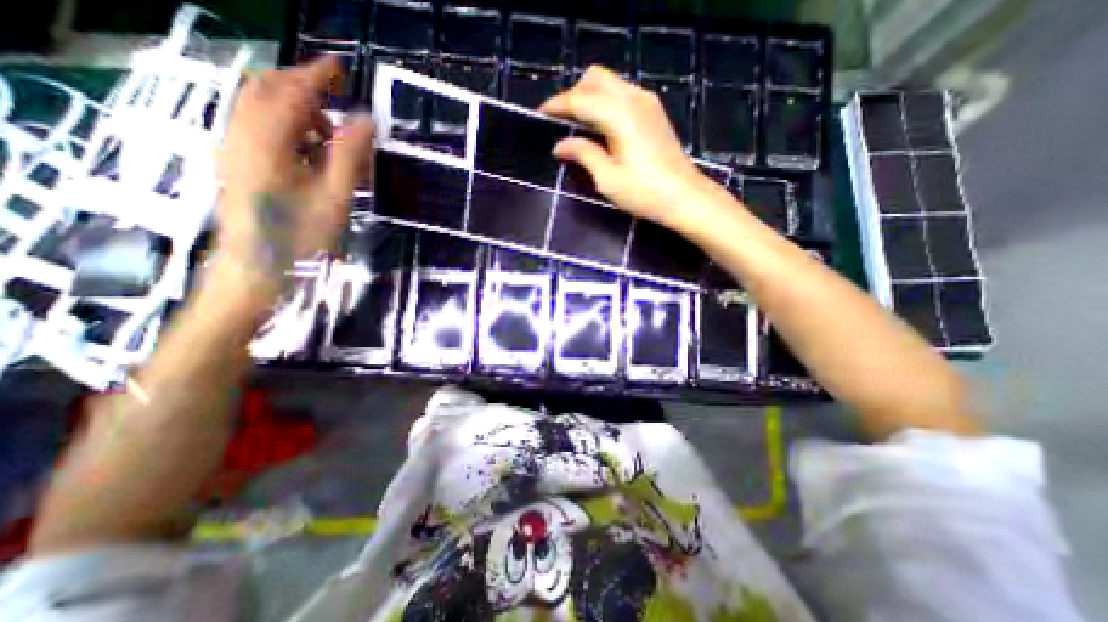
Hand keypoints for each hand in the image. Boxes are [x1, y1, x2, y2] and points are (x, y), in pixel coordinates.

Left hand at [216, 57, 376, 294]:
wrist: (256, 267)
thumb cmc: (301, 236)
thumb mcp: (334, 196)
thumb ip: (349, 155)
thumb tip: (364, 120)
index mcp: (266, 140)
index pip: (291, 92)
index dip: (317, 76)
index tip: (341, 68)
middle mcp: (241, 134)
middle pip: (267, 91)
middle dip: (303, 88)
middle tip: (338, 101)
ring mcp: (233, 148)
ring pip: (260, 108)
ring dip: (297, 112)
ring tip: (331, 139)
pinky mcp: (235, 163)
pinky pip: (257, 128)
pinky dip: (286, 128)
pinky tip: (308, 153)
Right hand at [539, 65, 729, 232]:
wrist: (684, 197)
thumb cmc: (643, 192)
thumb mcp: (607, 178)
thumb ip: (583, 154)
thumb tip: (560, 145)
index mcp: (619, 114)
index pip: (580, 99)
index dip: (557, 105)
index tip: (540, 113)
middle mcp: (633, 98)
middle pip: (595, 78)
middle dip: (573, 94)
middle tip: (560, 120)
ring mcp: (647, 103)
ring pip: (611, 83)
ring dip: (590, 96)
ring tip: (577, 123)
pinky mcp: (654, 112)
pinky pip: (623, 93)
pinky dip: (606, 101)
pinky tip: (601, 125)